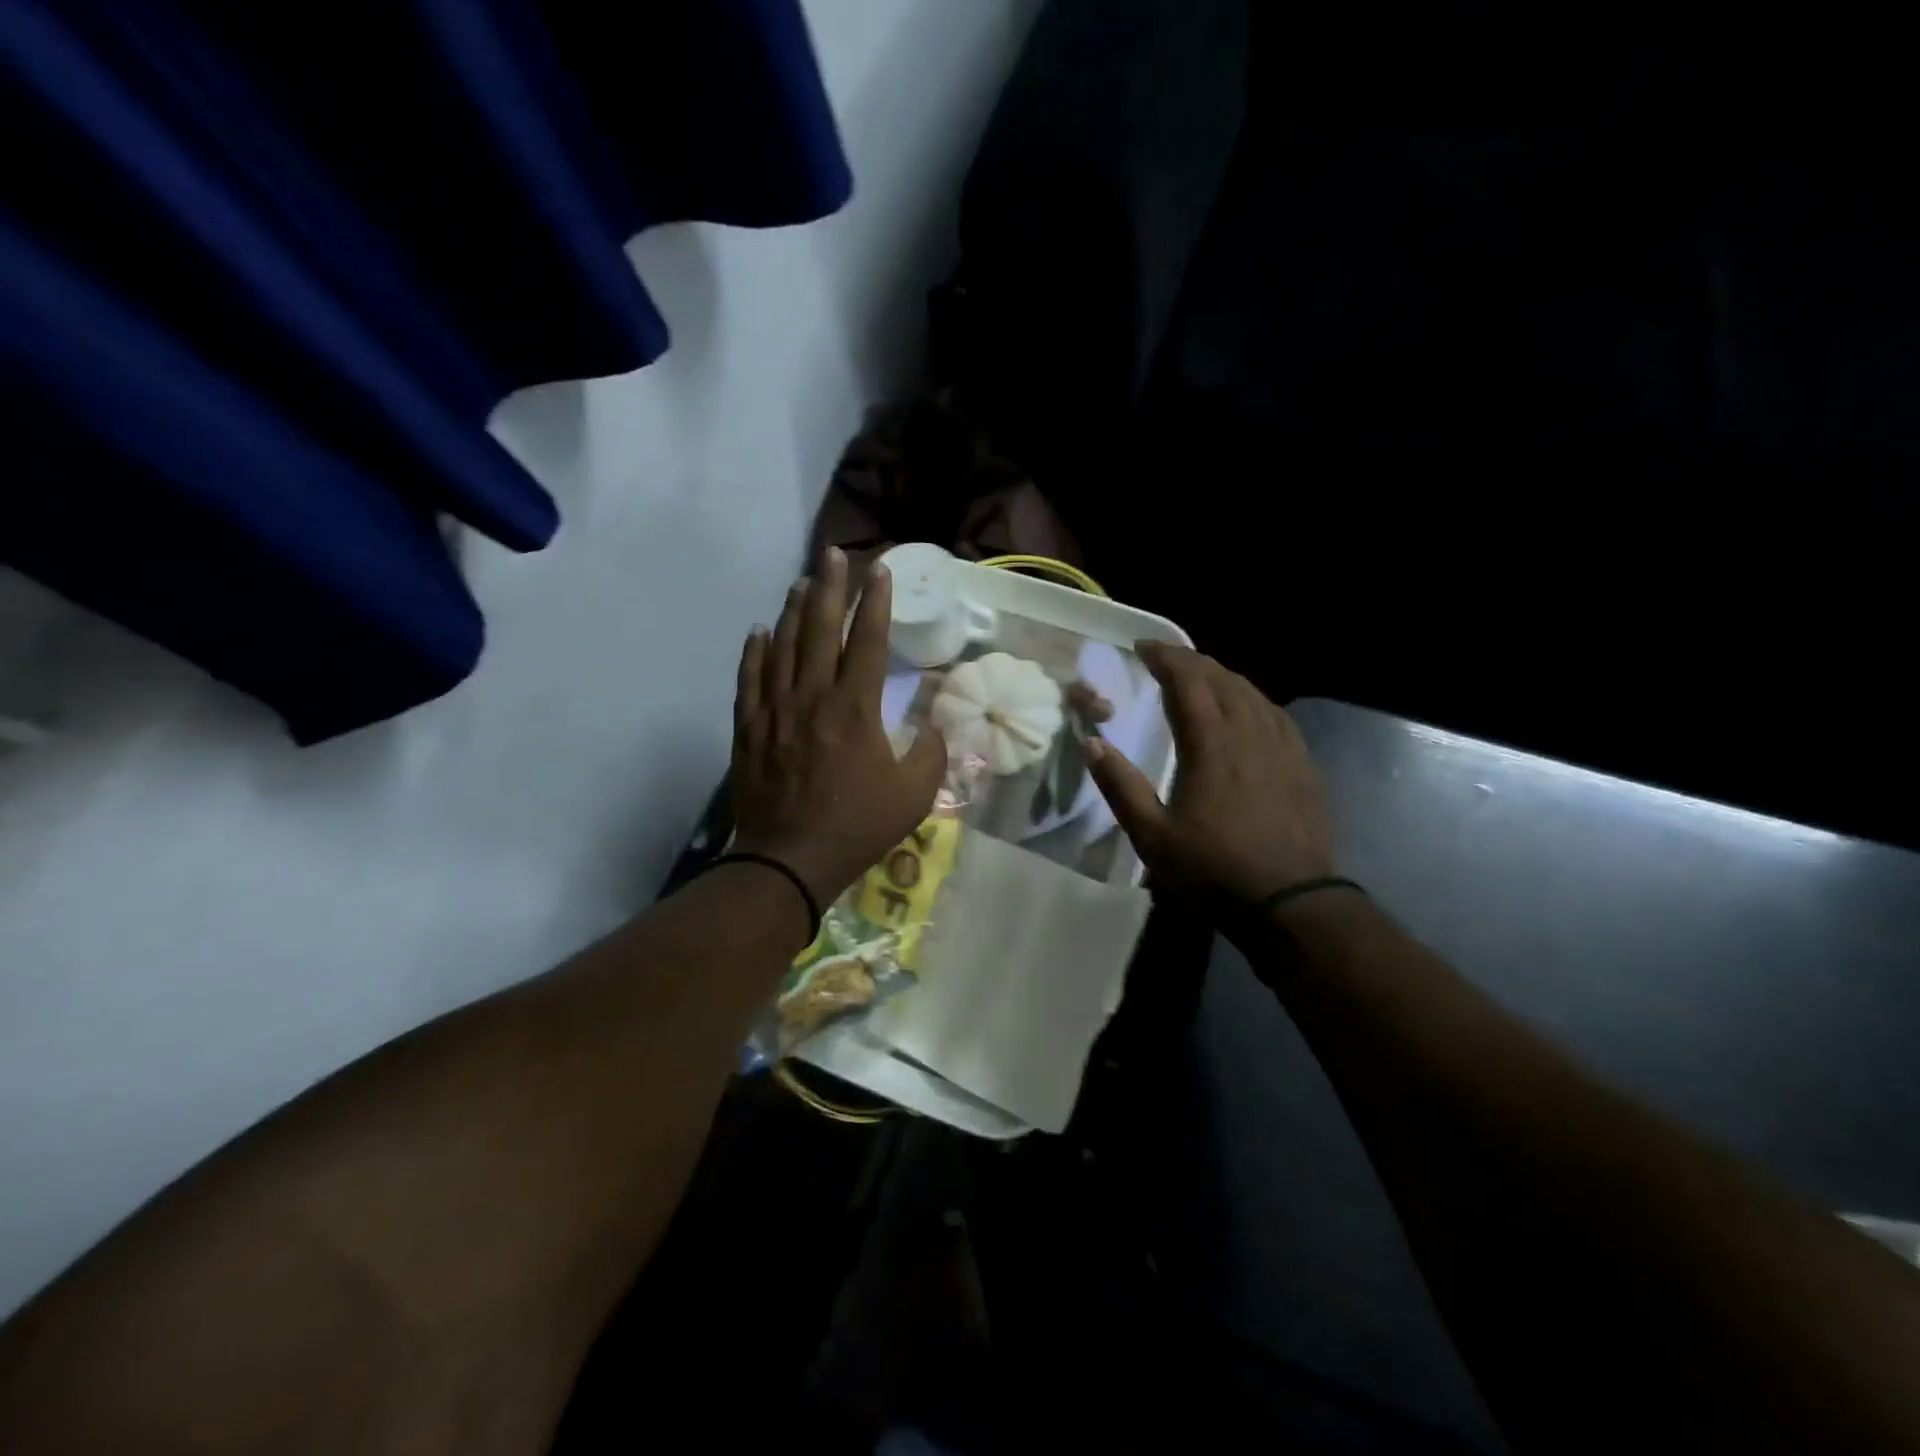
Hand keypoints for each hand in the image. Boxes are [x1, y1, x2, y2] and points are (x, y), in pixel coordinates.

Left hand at [730, 547, 946, 910]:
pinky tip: (758, 632)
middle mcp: (813, 696)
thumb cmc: (857, 826)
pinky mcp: (750, 728)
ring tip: (802, 582)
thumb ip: (931, 753)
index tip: (879, 570)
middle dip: (830, 587)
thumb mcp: (914, 795)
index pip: (867, 640)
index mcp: (855, 708)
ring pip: (783, 646)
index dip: (876, 602)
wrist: (790, 860)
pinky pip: (750, 679)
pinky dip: (754, 652)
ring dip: (794, 610)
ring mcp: (775, 710)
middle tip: (833, 554)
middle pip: (820, 629)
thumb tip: (934, 725)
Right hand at [1086, 642, 1334, 909]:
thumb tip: (1092, 744)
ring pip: (1252, 693)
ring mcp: (1282, 748)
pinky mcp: (1303, 765)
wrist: (1290, 903)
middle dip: (1191, 662)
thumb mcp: (1152, 837)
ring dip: (1223, 677)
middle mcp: (1248, 734)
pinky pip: (1276, 715)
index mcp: (1210, 745)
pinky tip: (1248, 709)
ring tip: (1202, 677)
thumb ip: (1121, 787)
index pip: (1188, 682)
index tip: (1143, 647)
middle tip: (1166, 658)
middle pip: (1222, 680)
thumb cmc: (1212, 870)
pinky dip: (1253, 699)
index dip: (1165, 658)